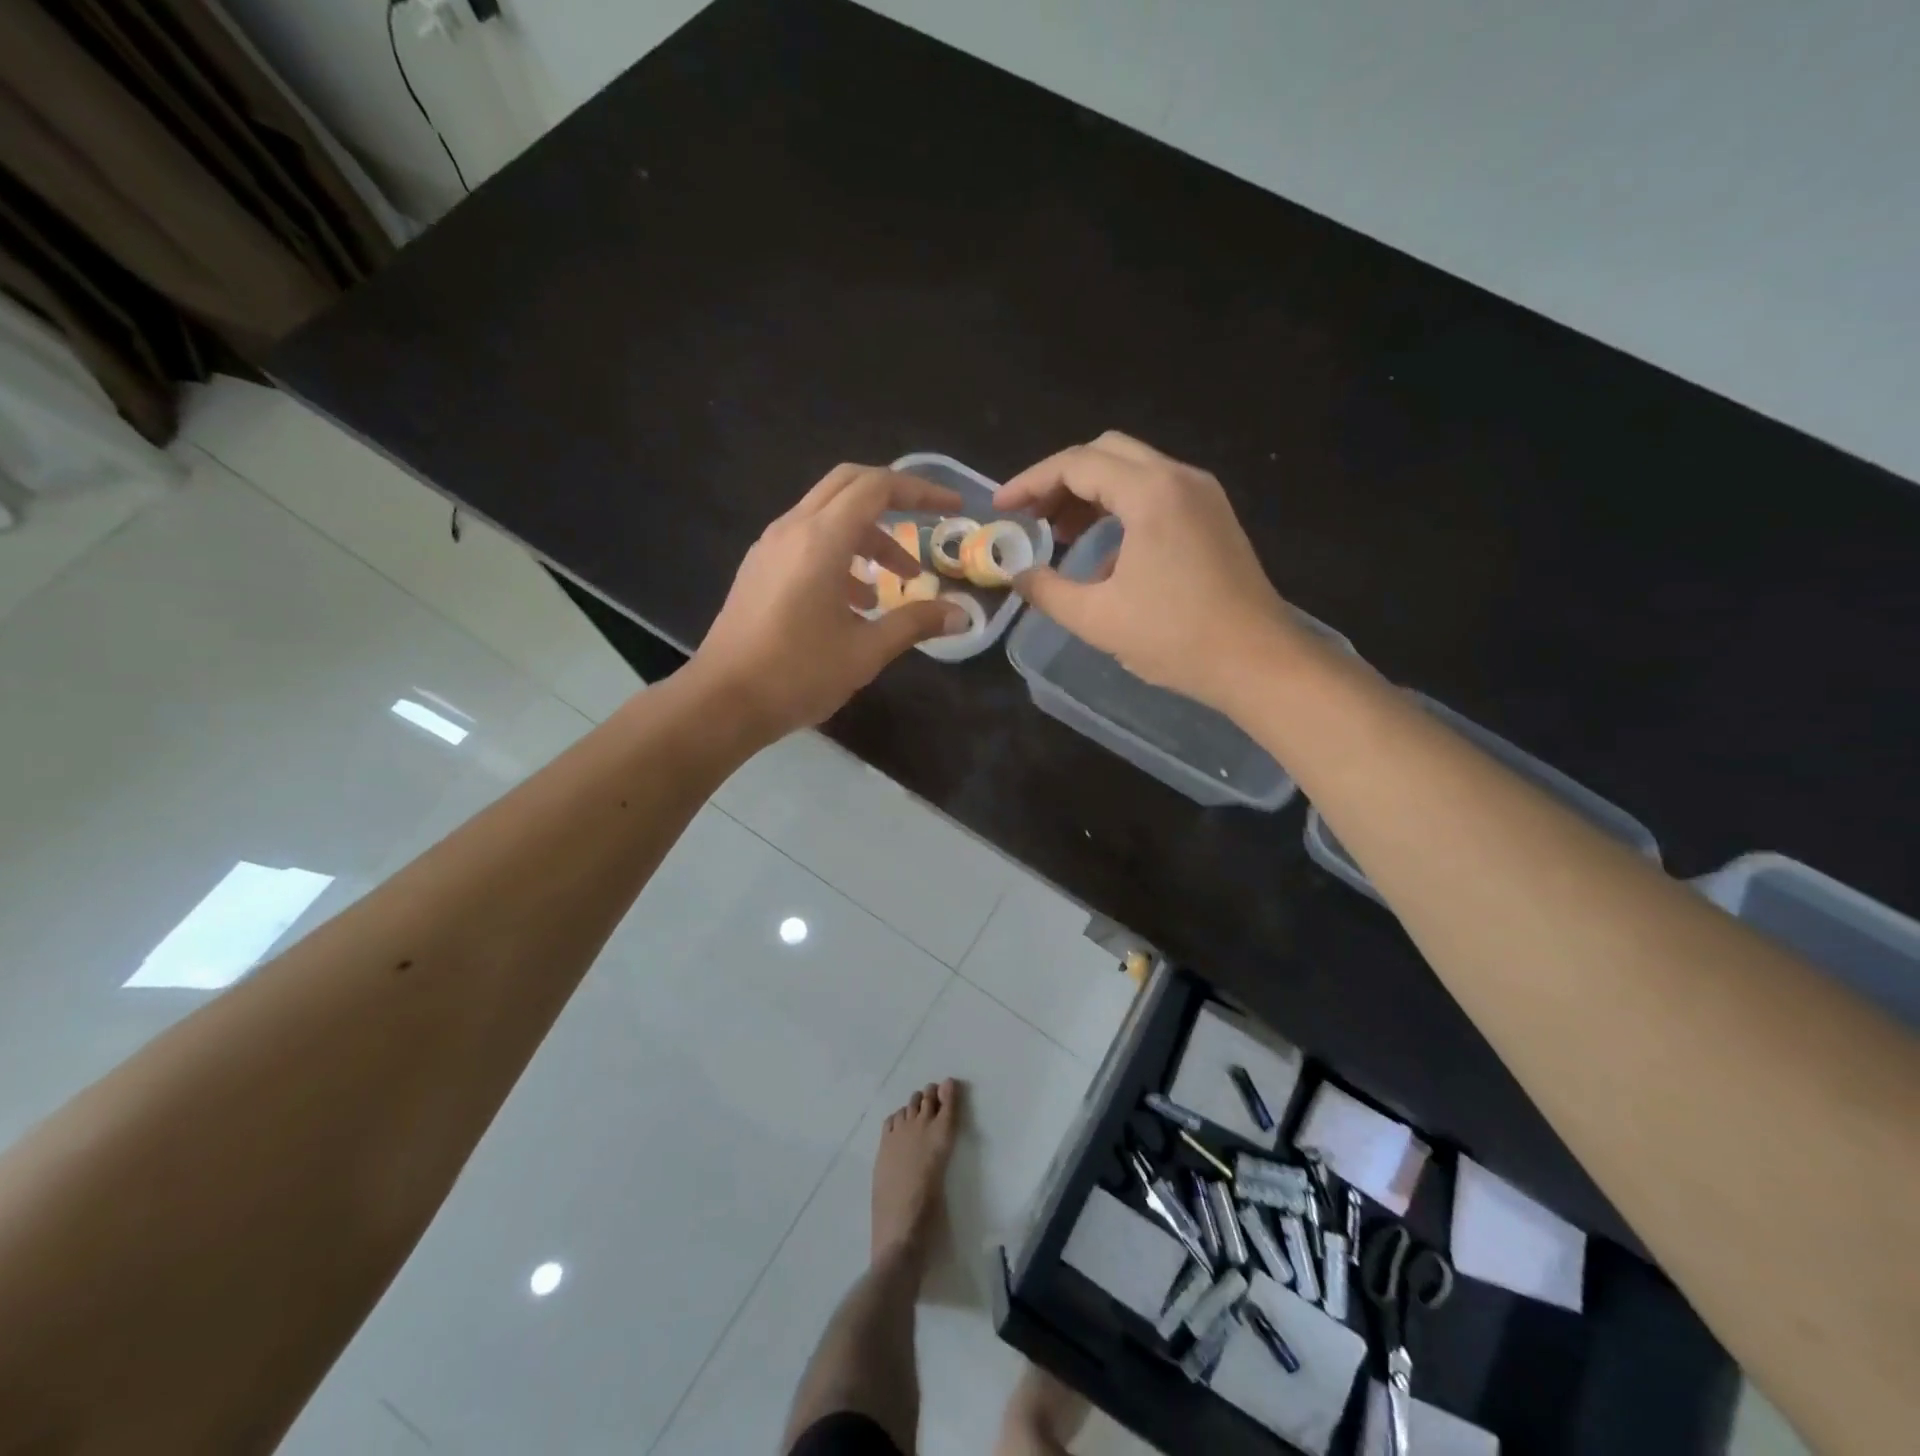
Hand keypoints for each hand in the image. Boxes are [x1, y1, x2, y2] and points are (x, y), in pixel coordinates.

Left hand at [693, 464, 971, 736]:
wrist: (723, 701)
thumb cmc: (797, 674)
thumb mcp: (866, 651)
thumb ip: (915, 623)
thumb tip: (962, 615)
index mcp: (821, 540)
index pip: (877, 488)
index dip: (920, 491)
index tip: (952, 507)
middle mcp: (792, 529)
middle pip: (848, 485)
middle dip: (892, 499)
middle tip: (925, 523)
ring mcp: (770, 547)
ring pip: (827, 515)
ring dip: (867, 536)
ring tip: (896, 582)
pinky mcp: (759, 569)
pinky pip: (806, 540)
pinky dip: (839, 552)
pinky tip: (854, 601)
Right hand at [994, 432, 1290, 709]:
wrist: (1258, 662)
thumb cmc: (1176, 638)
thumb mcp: (1097, 619)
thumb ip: (1047, 591)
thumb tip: (1018, 576)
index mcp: (1151, 493)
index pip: (1076, 464)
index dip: (1030, 482)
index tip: (1002, 508)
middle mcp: (1180, 478)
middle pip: (1106, 453)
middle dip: (1061, 481)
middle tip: (1033, 518)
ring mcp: (1202, 495)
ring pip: (1133, 472)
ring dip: (1091, 495)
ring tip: (1062, 536)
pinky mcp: (1214, 517)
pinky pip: (1156, 495)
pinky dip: (1121, 510)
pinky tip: (1106, 557)